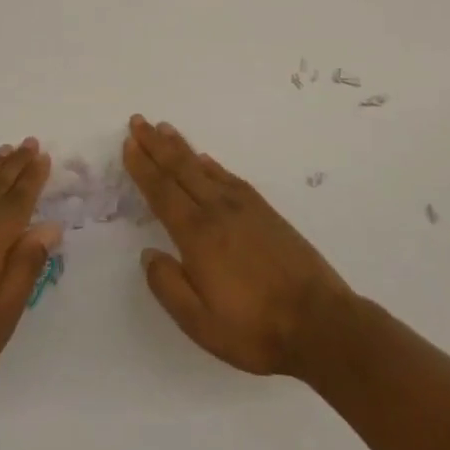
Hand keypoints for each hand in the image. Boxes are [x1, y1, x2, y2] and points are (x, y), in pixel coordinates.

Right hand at [122, 115, 351, 377]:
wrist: (320, 323)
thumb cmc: (255, 329)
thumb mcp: (200, 323)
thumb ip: (168, 286)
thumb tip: (148, 254)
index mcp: (198, 235)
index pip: (162, 192)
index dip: (143, 167)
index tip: (128, 143)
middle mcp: (218, 211)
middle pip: (181, 169)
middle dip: (156, 144)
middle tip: (138, 120)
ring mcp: (245, 208)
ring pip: (204, 167)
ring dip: (181, 147)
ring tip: (164, 129)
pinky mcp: (266, 212)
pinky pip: (230, 177)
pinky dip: (212, 164)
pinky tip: (205, 160)